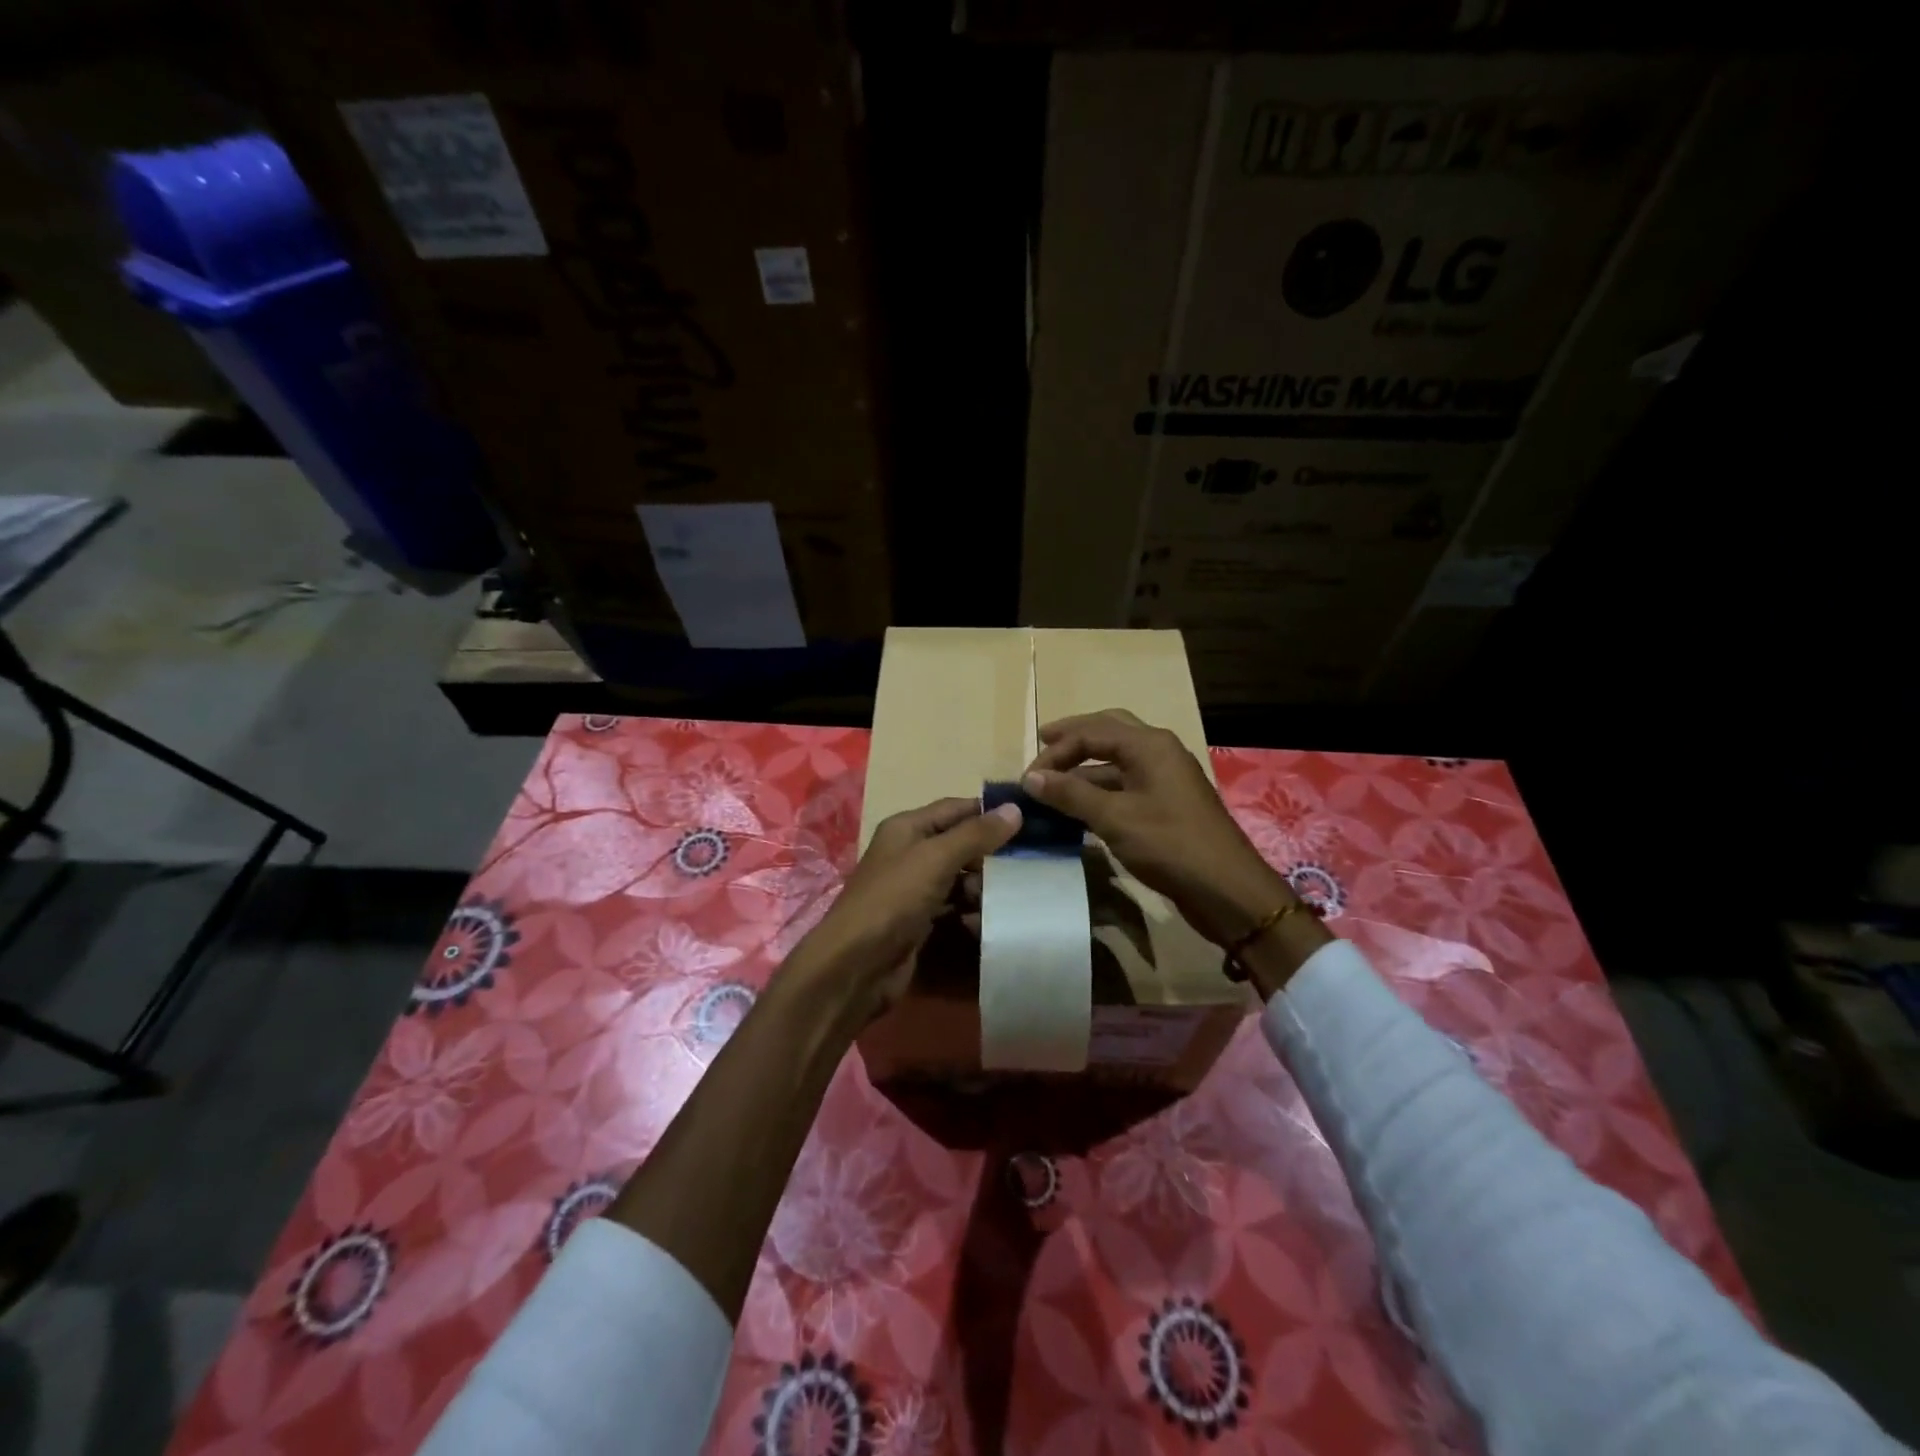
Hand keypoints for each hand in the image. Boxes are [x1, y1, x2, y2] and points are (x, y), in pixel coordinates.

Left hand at [785, 796, 1021, 1023]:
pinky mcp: (919, 920)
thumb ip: (976, 834)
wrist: (856, 965)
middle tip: (1025, 866)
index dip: (989, 812)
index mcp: (908, 828)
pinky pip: (953, 907)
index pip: (956, 809)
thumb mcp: (936, 859)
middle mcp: (910, 853)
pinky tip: (984, 922)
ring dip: (982, 887)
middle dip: (990, 855)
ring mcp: (913, 889)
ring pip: (959, 878)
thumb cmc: (893, 900)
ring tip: (1003, 899)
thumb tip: (1015, 809)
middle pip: (959, 844)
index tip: (1030, 820)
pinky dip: (969, 912)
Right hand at [1022, 709, 1294, 948]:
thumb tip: (1031, 778)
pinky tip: (1079, 807)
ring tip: (1053, 783)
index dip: (1056, 751)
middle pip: (1109, 731)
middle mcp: (1159, 752)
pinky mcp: (1167, 805)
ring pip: (1117, 760)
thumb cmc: (1170, 845)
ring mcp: (1165, 779)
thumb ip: (1071, 794)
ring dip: (1085, 768)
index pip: (1092, 731)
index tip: (1027, 777)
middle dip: (1074, 739)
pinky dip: (1099, 789)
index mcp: (1150, 745)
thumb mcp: (1114, 818)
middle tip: (1042, 747)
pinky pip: (1126, 785)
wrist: (1227, 890)